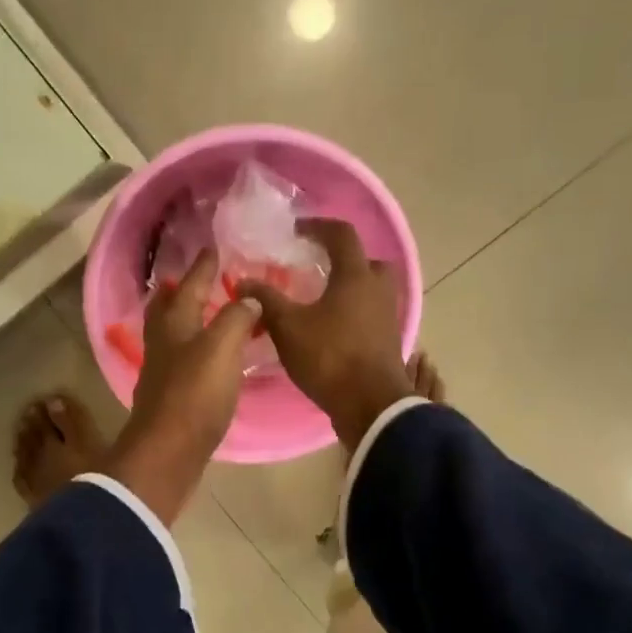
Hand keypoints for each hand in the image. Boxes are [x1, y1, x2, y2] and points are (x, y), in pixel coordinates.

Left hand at [104, 249, 258, 523]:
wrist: (170, 452)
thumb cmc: (195, 394)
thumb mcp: (221, 348)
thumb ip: (236, 318)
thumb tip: (247, 297)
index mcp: (175, 326)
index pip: (190, 286)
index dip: (202, 267)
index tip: (212, 248)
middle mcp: (163, 344)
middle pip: (167, 309)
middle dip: (178, 292)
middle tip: (189, 279)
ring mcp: (163, 372)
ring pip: (172, 336)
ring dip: (185, 320)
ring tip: (203, 314)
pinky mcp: (170, 398)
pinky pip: (181, 361)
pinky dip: (193, 349)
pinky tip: (207, 357)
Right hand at [240, 219, 414, 448]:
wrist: (371, 405)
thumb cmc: (330, 357)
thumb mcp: (288, 327)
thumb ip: (265, 300)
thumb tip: (242, 282)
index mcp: (356, 276)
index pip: (342, 234)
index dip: (317, 227)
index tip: (296, 232)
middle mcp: (378, 289)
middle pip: (366, 260)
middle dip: (343, 259)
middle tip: (318, 268)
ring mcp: (388, 316)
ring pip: (372, 289)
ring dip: (350, 288)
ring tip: (321, 300)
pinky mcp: (389, 340)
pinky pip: (372, 313)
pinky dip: (354, 312)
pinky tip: (332, 327)